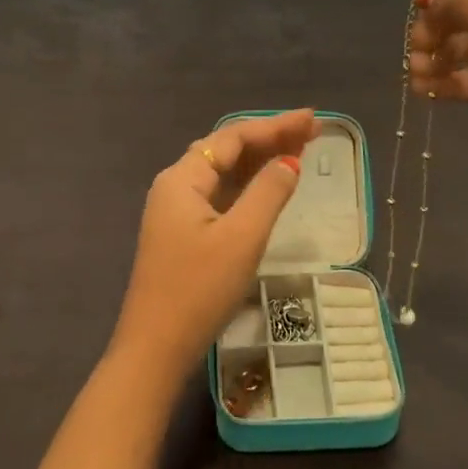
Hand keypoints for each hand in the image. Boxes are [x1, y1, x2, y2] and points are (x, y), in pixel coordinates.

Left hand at [110, 108, 318, 372]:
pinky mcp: (184, 234)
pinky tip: (271, 185)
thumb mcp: (241, 238)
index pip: (232, 138)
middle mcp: (176, 186)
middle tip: (312, 131)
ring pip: (224, 174)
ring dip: (261, 161)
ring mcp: (177, 211)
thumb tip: (289, 162)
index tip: (312, 120)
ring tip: (300, 150)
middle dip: (270, 139)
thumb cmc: (198, 289)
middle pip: (227, 151)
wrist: (155, 348)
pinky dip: (248, 186)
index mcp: (183, 178)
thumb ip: (268, 193)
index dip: (274, 126)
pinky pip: (221, 196)